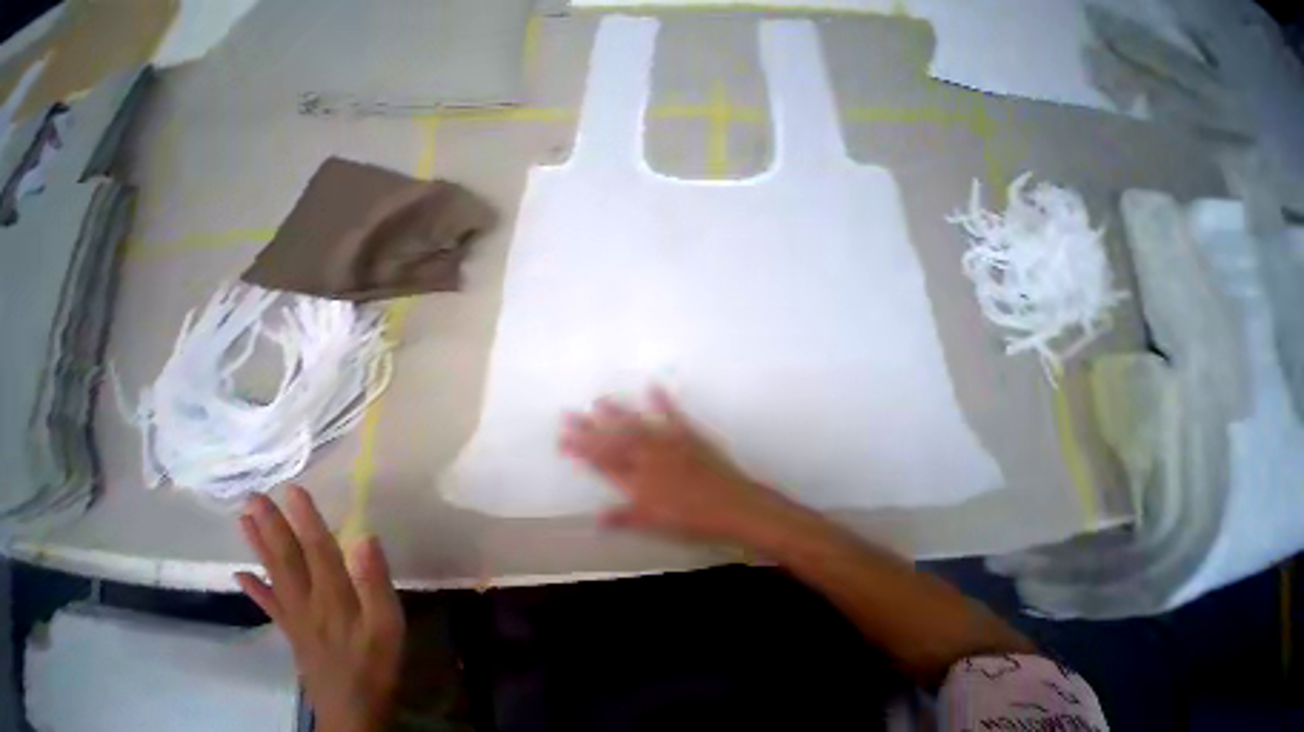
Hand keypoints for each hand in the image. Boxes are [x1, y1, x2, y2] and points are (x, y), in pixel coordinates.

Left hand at [236, 486, 403, 731]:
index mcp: (333, 596)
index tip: (293, 491)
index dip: (305, 520)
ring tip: (244, 521)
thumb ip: (375, 580)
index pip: (317, 549)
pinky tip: (240, 575)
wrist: (354, 711)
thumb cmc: (377, 661)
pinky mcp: (293, 633)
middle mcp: (306, 602)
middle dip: (270, 526)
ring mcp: (295, 619)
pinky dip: (253, 588)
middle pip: (287, 559)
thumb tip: (365, 538)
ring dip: (258, 547)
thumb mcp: (388, 620)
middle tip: (253, 497)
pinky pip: (269, 606)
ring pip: (273, 576)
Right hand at [560, 387, 795, 543]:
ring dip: (617, 412)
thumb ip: (625, 518)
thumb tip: (597, 518)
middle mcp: (649, 459)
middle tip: (569, 414)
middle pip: (613, 441)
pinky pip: (673, 414)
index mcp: (638, 483)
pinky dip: (662, 400)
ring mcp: (668, 443)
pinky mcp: (688, 434)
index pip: (602, 464)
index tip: (563, 439)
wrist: (732, 507)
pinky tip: (651, 386)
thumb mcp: (656, 526)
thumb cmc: (693, 521)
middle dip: (589, 428)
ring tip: (599, 400)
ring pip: (636, 425)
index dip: (581, 451)